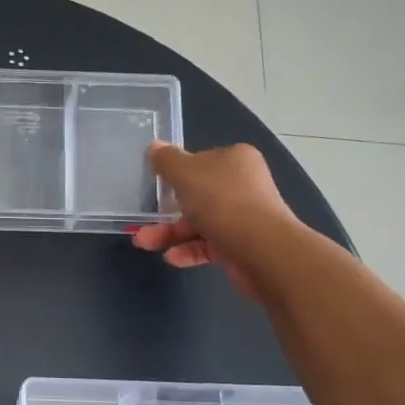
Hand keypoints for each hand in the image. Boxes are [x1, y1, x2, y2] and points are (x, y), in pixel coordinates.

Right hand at [131, 142, 304, 300]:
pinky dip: (189, 250)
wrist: (263, 251)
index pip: (200, 161)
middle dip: (166, 210)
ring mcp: (244, 217)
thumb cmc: (222, 202)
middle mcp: (242, 185)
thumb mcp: (185, 173)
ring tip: (144, 243)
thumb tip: (154, 146)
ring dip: (170, 233)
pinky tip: (171, 258)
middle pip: (197, 194)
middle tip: (141, 221)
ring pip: (199, 222)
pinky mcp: (241, 245)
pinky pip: (209, 245)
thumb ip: (167, 161)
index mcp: (234, 160)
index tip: (155, 185)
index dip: (176, 173)